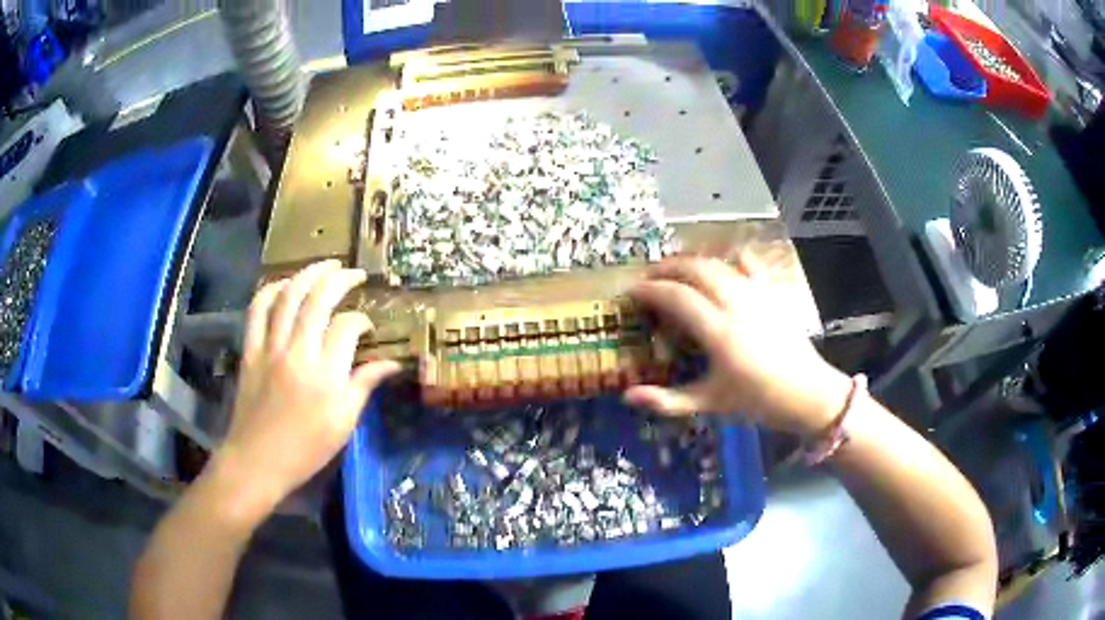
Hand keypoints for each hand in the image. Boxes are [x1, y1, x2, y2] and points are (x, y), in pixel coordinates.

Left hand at [212, 261, 400, 517]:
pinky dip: (271, 290)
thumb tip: (393, 363)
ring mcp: (270, 347)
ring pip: (288, 296)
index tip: (367, 327)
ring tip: (325, 265)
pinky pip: (258, 310)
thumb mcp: (344, 423)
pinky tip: (284, 284)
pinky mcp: (250, 349)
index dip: (361, 320)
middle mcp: (297, 351)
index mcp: (325, 374)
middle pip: (318, 299)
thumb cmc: (306, 448)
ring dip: (307, 274)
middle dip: (340, 279)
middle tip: (354, 273)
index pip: (347, 327)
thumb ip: (364, 386)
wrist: (258, 460)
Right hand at [623, 255, 852, 438]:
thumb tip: (628, 396)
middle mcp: (735, 303)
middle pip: (694, 269)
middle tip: (647, 279)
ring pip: (717, 263)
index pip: (676, 296)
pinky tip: (719, 264)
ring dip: (690, 261)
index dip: (649, 290)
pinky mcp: (770, 292)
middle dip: (665, 268)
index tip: (630, 292)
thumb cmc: (757, 401)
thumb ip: (668, 401)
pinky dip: (727, 258)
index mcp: (718, 331)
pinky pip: (747, 264)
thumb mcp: (710, 404)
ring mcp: (755, 294)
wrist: (807, 393)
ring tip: (674, 271)